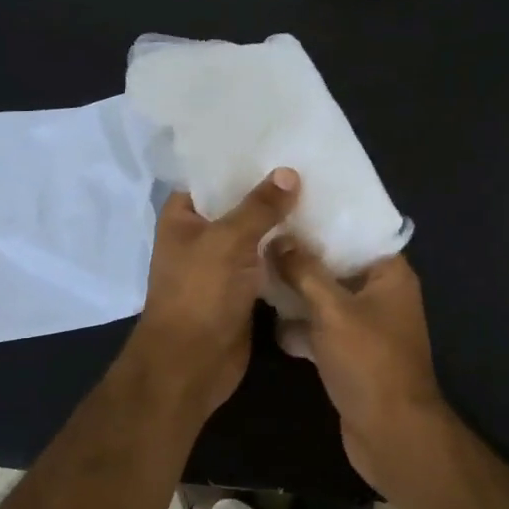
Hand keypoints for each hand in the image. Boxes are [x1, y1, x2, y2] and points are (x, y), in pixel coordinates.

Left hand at [119, 169, 300, 426]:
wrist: (191, 364)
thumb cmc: (199, 294)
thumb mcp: (227, 241)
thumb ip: (259, 207)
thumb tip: (288, 173)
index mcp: (183, 216)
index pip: (213, 177)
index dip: (242, 161)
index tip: (280, 144)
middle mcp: (201, 236)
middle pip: (239, 205)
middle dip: (271, 192)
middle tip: (313, 167)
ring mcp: (223, 264)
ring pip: (257, 235)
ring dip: (284, 224)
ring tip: (324, 195)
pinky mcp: (244, 290)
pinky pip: (268, 263)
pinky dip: (288, 254)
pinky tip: (321, 237)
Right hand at [269, 243, 455, 495]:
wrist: (390, 433)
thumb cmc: (368, 361)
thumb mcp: (332, 309)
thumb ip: (304, 271)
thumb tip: (279, 238)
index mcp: (390, 275)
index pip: (359, 233)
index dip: (326, 220)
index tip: (290, 205)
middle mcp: (382, 294)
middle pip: (338, 264)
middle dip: (303, 255)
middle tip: (264, 235)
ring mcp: (366, 326)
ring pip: (327, 297)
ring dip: (298, 291)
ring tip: (257, 269)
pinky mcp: (350, 353)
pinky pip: (322, 327)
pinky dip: (301, 325)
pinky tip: (268, 319)